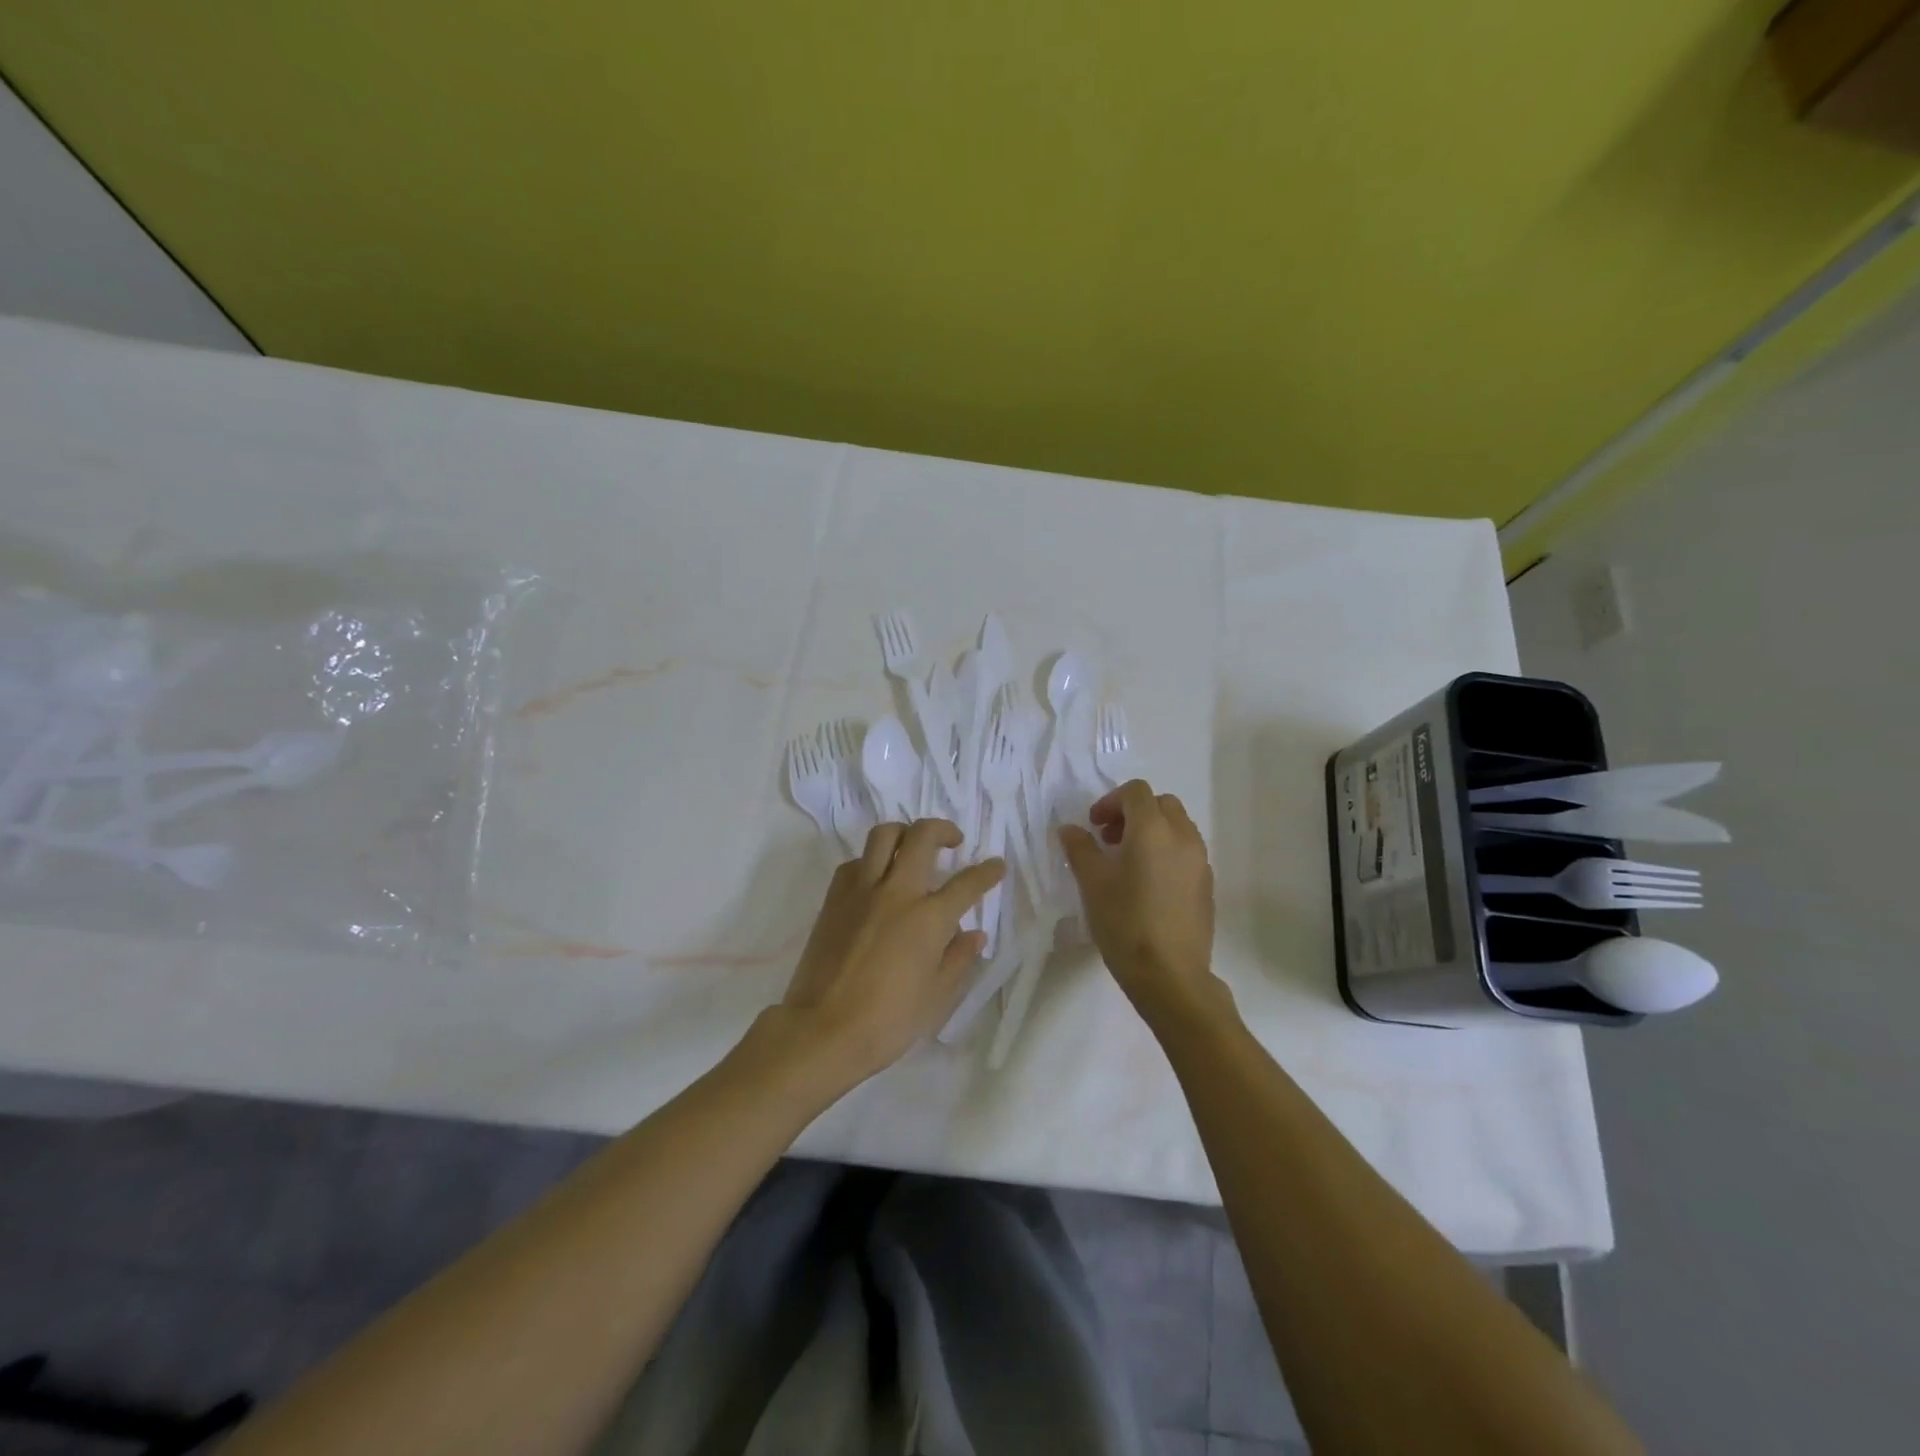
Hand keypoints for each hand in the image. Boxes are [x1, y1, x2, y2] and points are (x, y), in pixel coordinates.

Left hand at [776, 819, 1003, 1084]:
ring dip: (904, 833)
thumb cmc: (887, 1022)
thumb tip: (974, 934)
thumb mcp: (936, 998)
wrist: (822, 1030)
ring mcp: (861, 890)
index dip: (987, 871)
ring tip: (912, 847)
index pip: (967, 883)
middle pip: (923, 836)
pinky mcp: (834, 898)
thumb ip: (958, 959)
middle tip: (953, 841)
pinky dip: (870, 861)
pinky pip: (855, 862)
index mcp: (929, 918)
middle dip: (944, 830)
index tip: (996, 866)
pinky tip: (876, 879)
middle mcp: (897, 892)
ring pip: (884, 835)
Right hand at [1060, 779, 1220, 1025]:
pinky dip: (1166, 852)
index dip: (1110, 801)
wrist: (1170, 974)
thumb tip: (1070, 829)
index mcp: (1153, 828)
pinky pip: (1186, 852)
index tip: (1093, 826)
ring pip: (1177, 827)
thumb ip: (1080, 848)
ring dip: (1151, 831)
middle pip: (1160, 804)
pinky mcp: (1207, 885)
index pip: (1135, 792)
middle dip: (1133, 813)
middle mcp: (1182, 836)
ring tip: (1127, 862)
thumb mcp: (1092, 883)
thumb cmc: (1125, 922)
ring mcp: (1200, 861)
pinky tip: (1147, 885)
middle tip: (1109, 839)